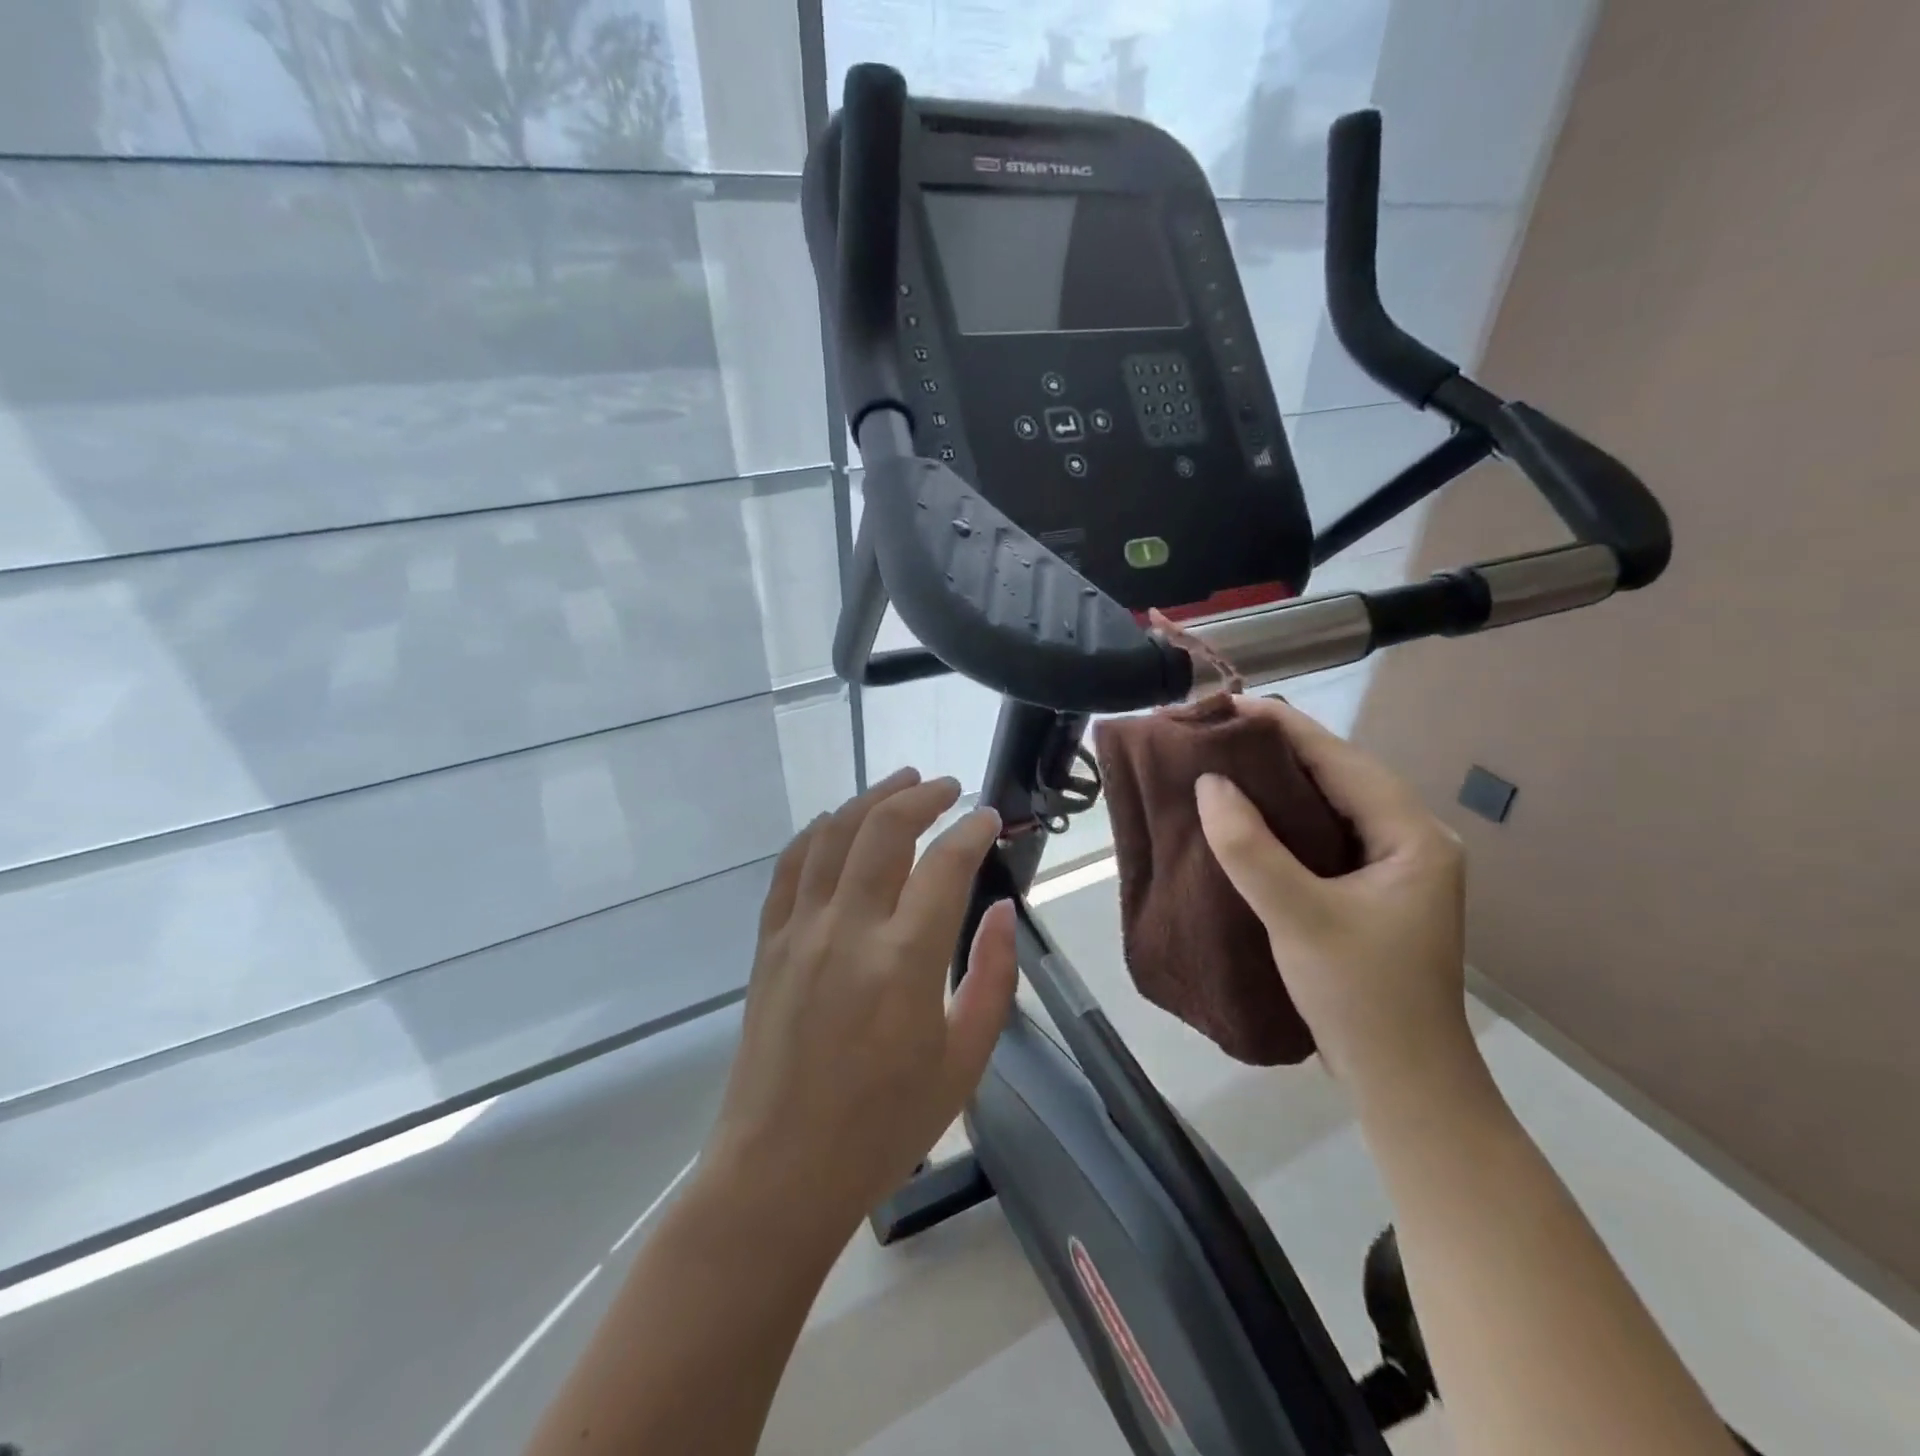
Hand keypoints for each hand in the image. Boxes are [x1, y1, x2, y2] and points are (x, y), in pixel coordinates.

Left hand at [705, 769, 1016, 1240]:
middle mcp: (848, 929)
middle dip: (921, 796)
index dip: (972, 830)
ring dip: (870, 799)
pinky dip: (817, 833)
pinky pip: (791, 867)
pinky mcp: (769, 943)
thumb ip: (991, 978)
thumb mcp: (963, 1062)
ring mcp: (800, 931)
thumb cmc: (883, 1127)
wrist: (780, 1171)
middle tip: (947, 787)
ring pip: (834, 835)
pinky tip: (835, 822)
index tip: (989, 816)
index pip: (945, 865)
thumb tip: (1002, 911)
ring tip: (899, 782)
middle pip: (884, 829)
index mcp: (904, 961)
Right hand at [1194, 698, 1475, 1108]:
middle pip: (1336, 775)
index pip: (1341, 759)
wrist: (1403, 1084)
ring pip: (1327, 805)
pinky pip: (1320, 836)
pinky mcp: (1369, 891)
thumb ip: (1251, 848)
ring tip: (1219, 762)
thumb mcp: (1300, 918)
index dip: (1282, 726)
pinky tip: (1244, 816)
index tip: (1225, 705)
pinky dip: (1281, 820)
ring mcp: (1391, 867)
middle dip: (1275, 749)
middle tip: (1212, 732)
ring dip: (1276, 783)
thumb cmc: (1361, 997)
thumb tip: (1209, 783)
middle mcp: (1409, 840)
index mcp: (1412, 835)